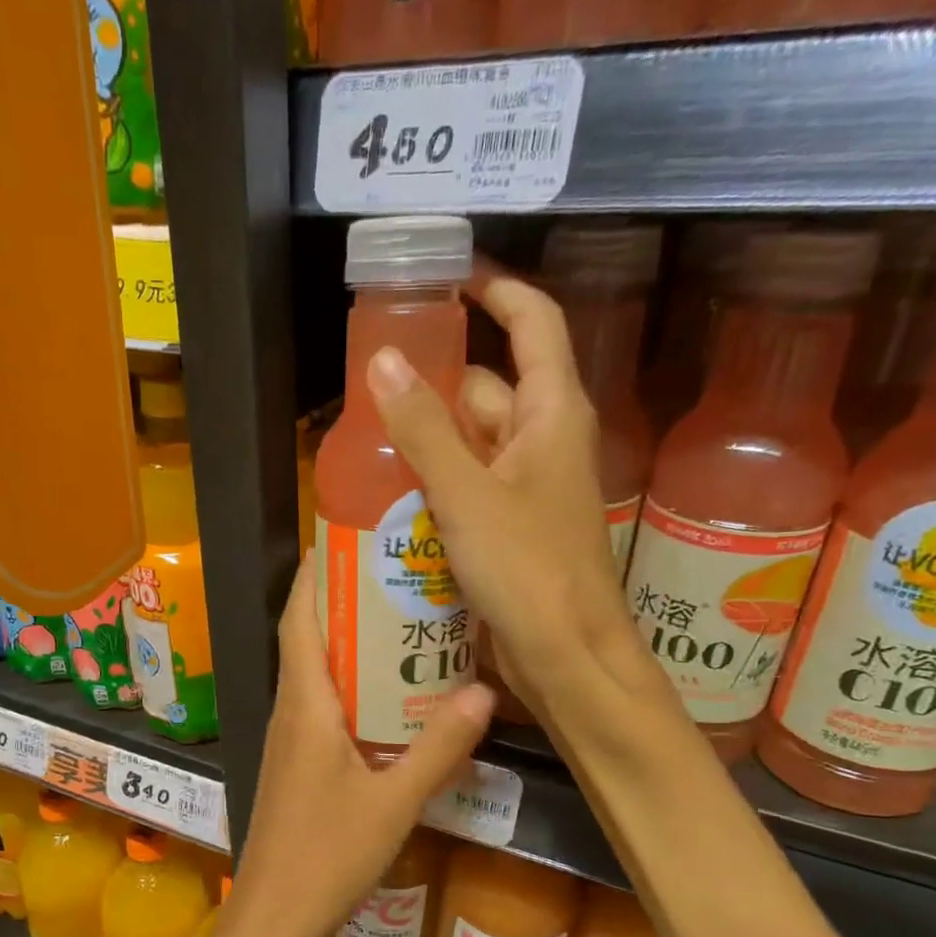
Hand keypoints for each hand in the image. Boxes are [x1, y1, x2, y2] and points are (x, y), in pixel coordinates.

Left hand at [228, 561, 492, 936]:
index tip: (349, 536)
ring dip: (352, 643)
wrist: (274, 919)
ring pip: (319, 673)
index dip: (317, 574)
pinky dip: (354, 686)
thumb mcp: (393, 803)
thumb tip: (483, 694)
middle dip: (346, 600)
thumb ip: (438, 749)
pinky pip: (325, 707)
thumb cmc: (326, 857)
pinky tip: (395, 697)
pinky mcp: (301, 765)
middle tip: (401, 574)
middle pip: (310, 638)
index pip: (300, 620)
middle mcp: (292, 711)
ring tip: (408, 622)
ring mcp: (293, 740)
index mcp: (305, 705)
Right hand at [367, 260, 644, 714]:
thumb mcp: (467, 495)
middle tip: (373, 385)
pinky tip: (396, 495)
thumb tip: (384, 360)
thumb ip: (423, 430)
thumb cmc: (528, 570)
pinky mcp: (512, 527)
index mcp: (553, 414)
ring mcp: (529, 488)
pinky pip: (471, 487)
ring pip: (474, 443)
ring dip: (431, 440)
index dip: (496, 292)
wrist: (566, 658)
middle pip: (489, 388)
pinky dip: (438, 484)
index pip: (533, 324)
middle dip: (436, 384)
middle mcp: (545, 442)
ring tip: (369, 441)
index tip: (449, 278)